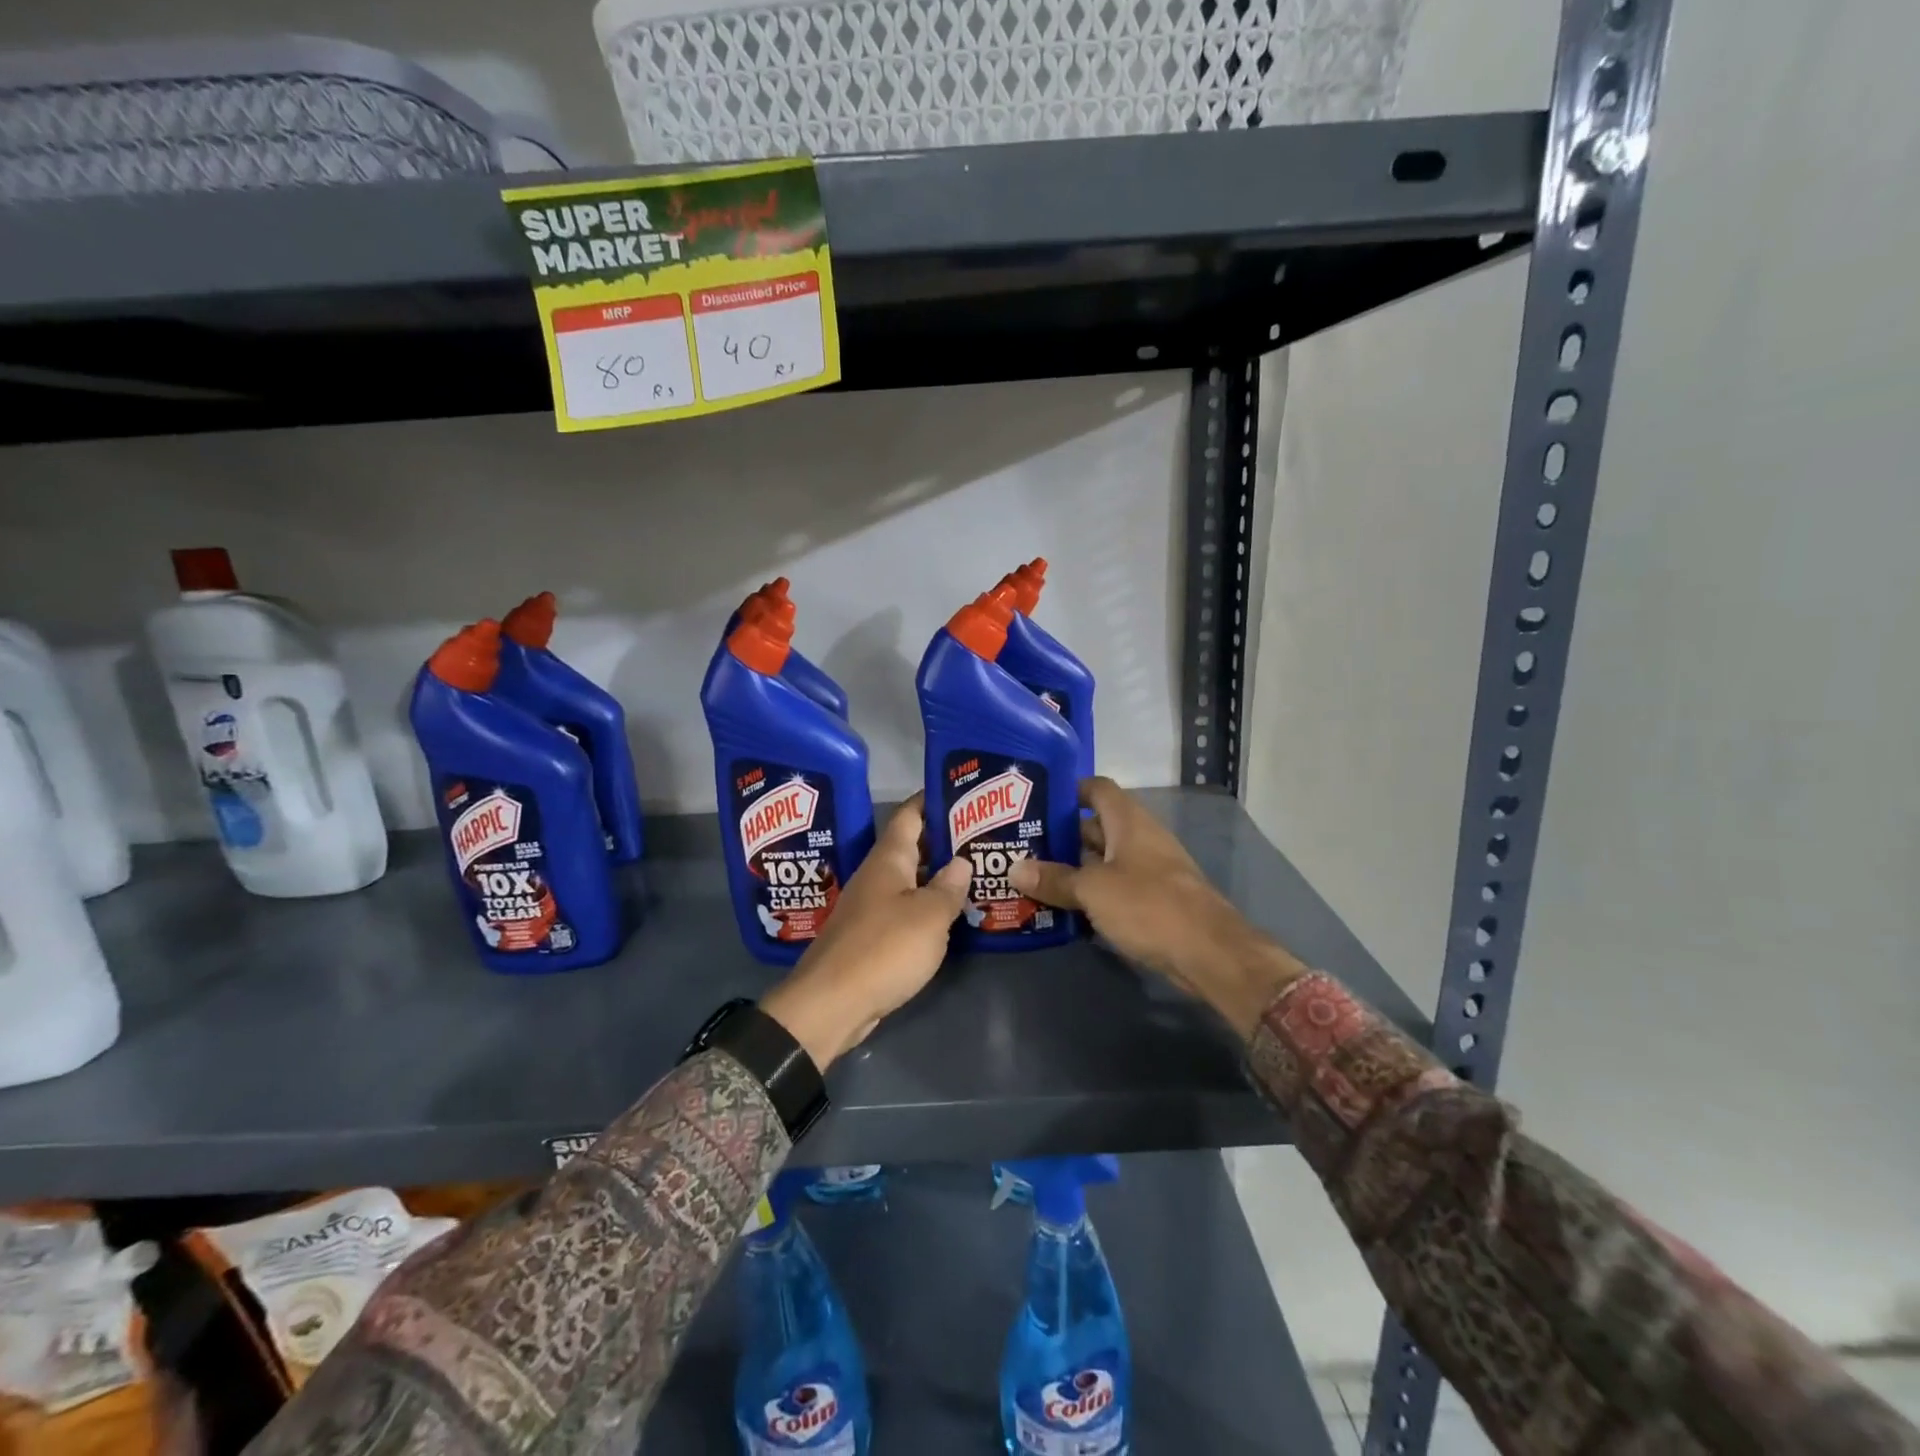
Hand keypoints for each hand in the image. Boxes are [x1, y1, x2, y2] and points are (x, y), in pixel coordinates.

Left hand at [759, 794, 972, 1069]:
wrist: (832, 1004)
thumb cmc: (883, 949)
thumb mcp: (928, 916)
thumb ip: (949, 887)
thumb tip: (962, 860)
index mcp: (888, 859)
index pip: (910, 814)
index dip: (932, 799)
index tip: (962, 791)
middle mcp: (877, 875)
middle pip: (912, 846)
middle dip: (944, 838)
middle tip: (983, 835)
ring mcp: (871, 906)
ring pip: (910, 879)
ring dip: (938, 874)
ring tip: (976, 870)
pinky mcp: (870, 936)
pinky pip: (904, 908)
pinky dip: (927, 906)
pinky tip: (951, 913)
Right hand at [1008, 777, 1307, 1037]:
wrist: (1208, 952)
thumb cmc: (1148, 905)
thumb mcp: (1093, 890)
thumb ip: (1055, 878)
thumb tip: (1015, 868)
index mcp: (1128, 821)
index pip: (1096, 789)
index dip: (1068, 791)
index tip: (1035, 803)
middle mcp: (1139, 838)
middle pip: (1095, 827)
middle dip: (1061, 836)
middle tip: (1022, 846)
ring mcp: (1149, 871)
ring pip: (1103, 861)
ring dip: (1073, 869)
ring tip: (1033, 878)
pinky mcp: (1153, 902)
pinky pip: (1114, 889)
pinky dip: (1091, 895)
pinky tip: (1063, 909)